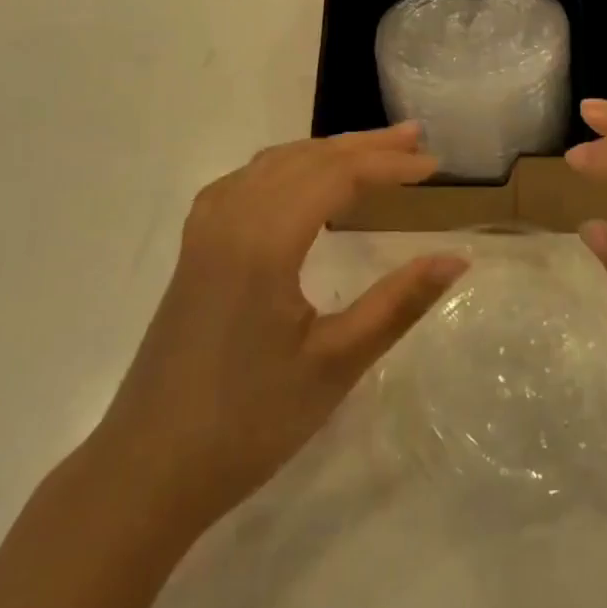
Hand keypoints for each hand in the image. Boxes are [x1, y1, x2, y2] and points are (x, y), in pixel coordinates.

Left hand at [95, 124, 466, 538]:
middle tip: (415, 138)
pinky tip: (302, 183)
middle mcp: (230, 217)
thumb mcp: (335, 363)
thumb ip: (399, 303)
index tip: (435, 164)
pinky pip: (246, 182)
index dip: (390, 165)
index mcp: (263, 240)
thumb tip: (457, 258)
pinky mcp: (195, 249)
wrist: (149, 469)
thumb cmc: (249, 422)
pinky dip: (288, 168)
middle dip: (364, 146)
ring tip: (372, 152)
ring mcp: (205, 230)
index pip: (337, 176)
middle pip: (306, 158)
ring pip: (274, 164)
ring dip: (327, 152)